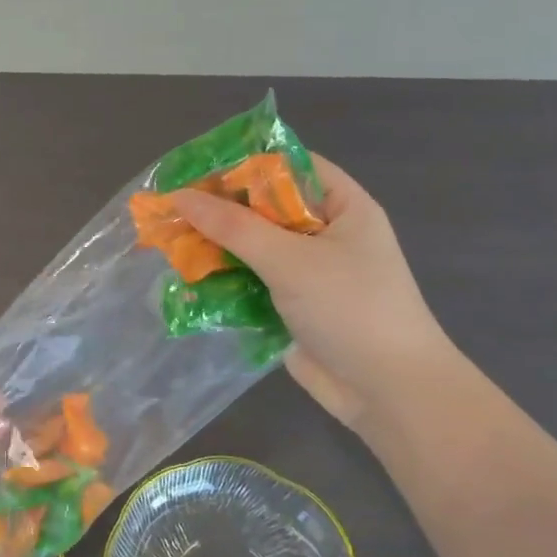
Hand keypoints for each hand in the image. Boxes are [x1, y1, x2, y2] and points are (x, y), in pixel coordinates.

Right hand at [174, 156, 454, 427]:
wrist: (388, 392)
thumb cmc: (350, 308)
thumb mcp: (290, 259)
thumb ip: (233, 226)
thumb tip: (179, 196)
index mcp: (343, 207)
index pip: (290, 167)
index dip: (245, 164)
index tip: (197, 169)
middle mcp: (325, 233)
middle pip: (265, 208)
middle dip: (219, 209)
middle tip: (171, 208)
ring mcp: (308, 272)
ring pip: (253, 246)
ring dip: (215, 246)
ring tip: (168, 242)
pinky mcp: (291, 305)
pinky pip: (250, 281)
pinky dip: (222, 279)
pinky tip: (187, 279)